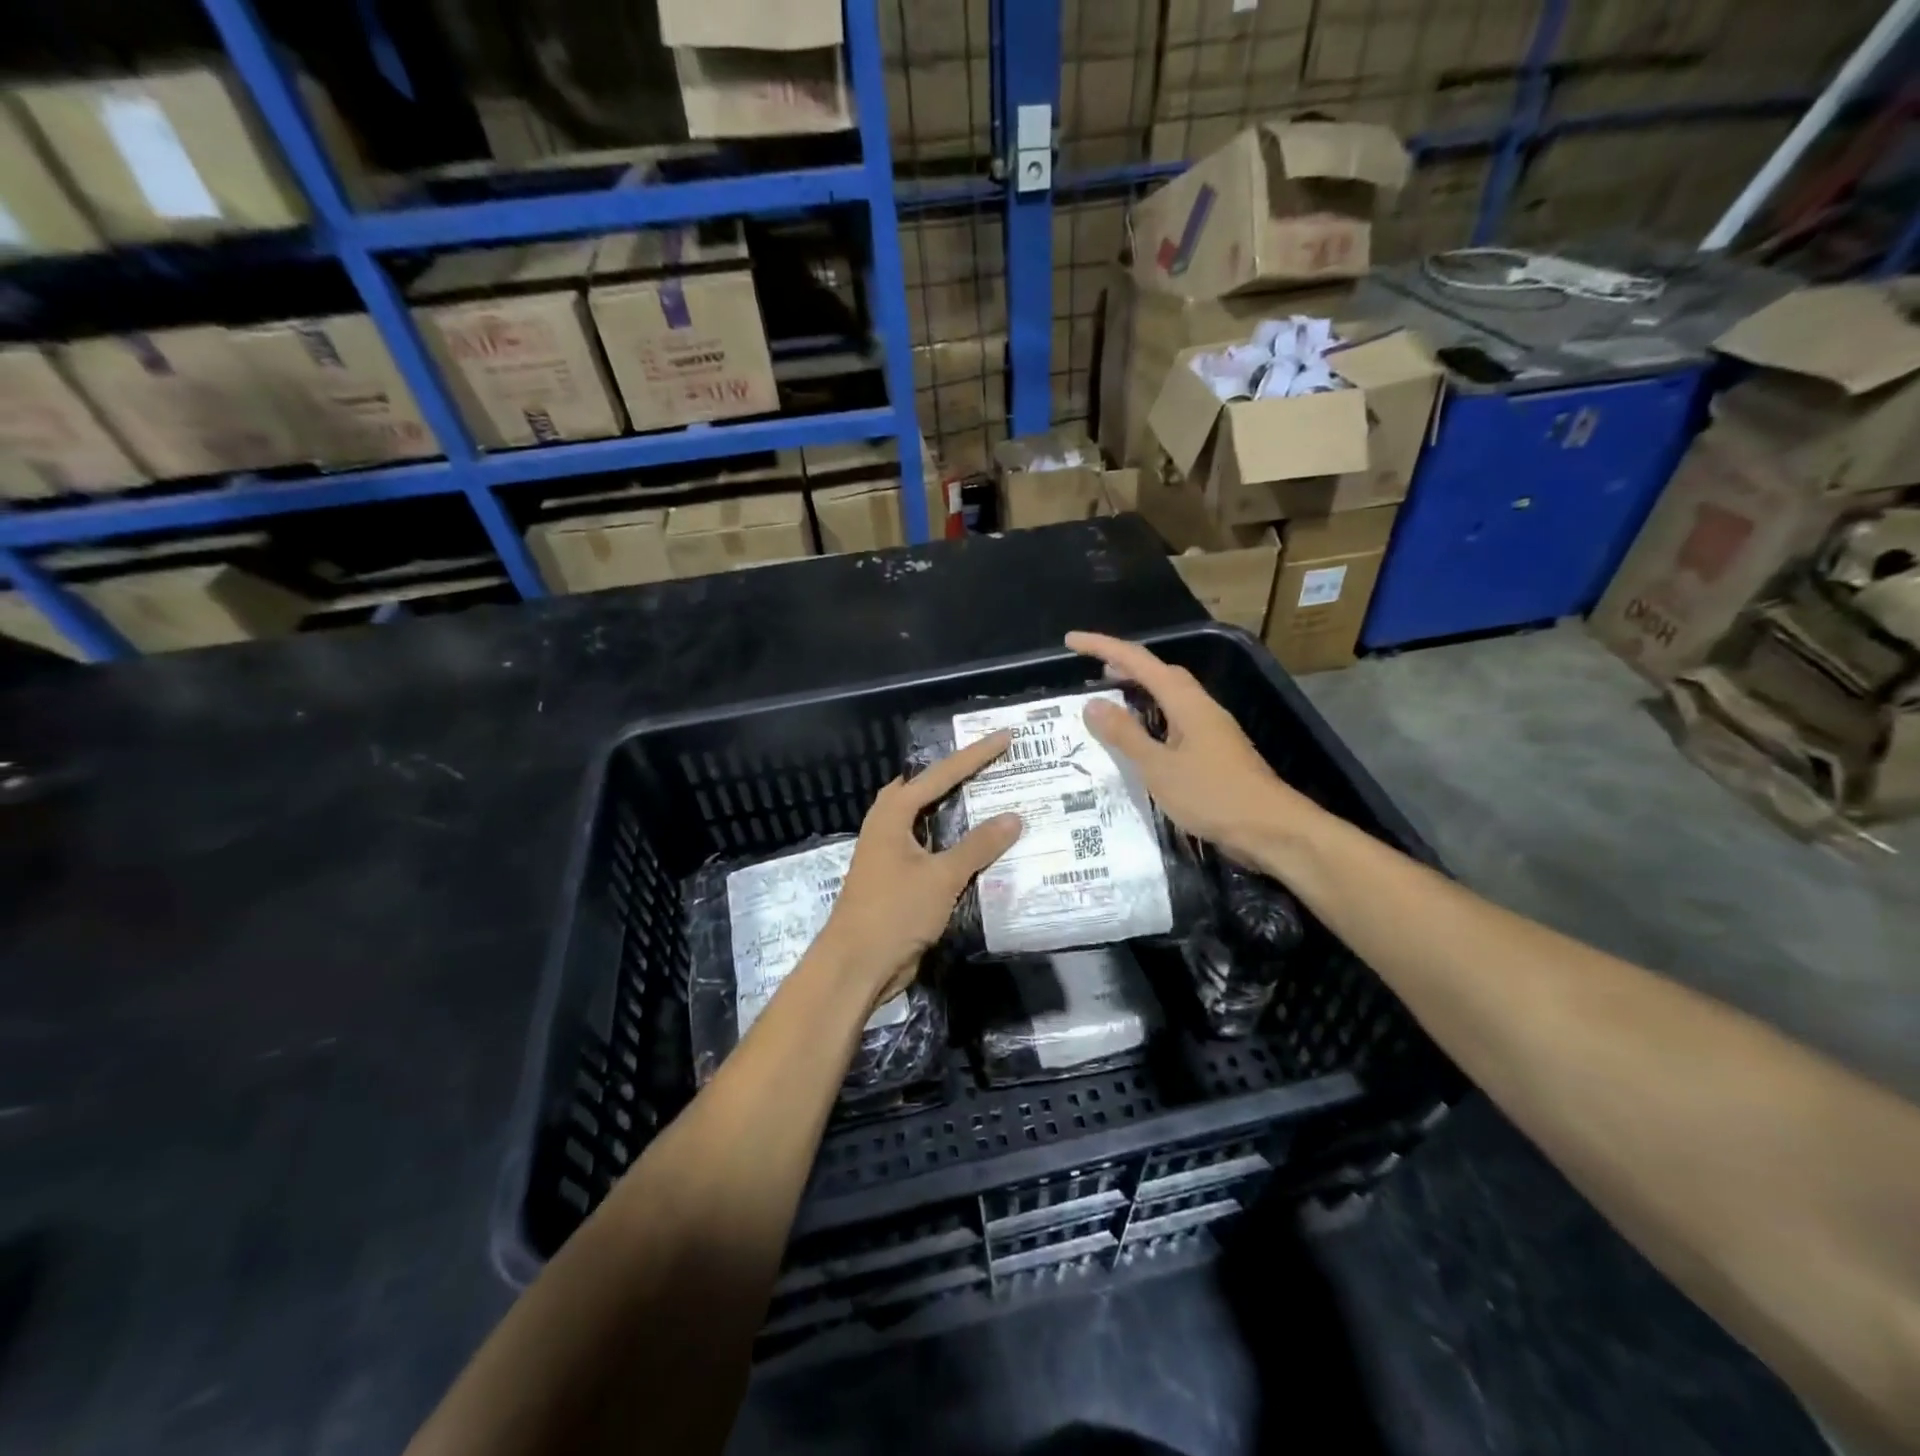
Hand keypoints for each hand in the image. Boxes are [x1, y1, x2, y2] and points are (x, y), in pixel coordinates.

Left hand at [811, 732, 1023, 1007]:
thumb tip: (1014, 817)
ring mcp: (891, 852)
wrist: (858, 965)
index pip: (940, 774)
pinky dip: (955, 842)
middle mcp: (889, 826)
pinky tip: (981, 847)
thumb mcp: (941, 876)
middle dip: (961, 776)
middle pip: (929, 790)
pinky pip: (932, 848)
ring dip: (959, 811)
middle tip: (996, 764)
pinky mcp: (898, 878)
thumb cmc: (894, 911)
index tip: (1005, 738)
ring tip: (994, 798)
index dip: (975, 755)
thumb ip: (978, 845)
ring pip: (930, 820)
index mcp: (892, 814)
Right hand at [1065, 631, 1324, 865]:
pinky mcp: (1214, 752)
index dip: (1103, 647)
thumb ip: (1125, 735)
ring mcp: (1211, 729)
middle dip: (1124, 665)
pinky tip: (1140, 739)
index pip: (1139, 662)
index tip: (1072, 640)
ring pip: (1169, 697)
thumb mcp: (1159, 767)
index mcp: (1186, 703)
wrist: (1271, 829)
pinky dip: (1151, 718)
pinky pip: (1175, 721)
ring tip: (1109, 700)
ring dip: (1139, 691)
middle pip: (1159, 673)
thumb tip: (1093, 703)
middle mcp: (1200, 708)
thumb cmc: (1213, 795)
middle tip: (1091, 672)